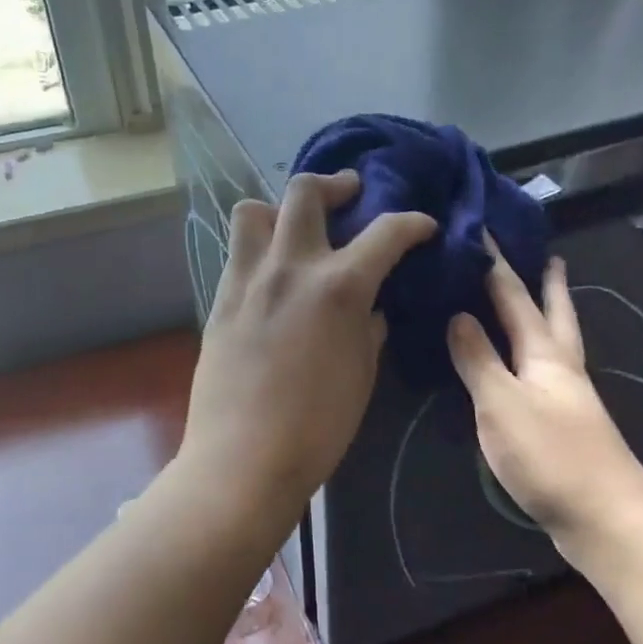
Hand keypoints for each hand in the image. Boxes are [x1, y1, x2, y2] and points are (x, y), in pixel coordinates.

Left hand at [180, 171, 435, 520]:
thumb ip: (370, 328)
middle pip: (305, 192)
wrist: (243, 458)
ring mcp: (247, 279)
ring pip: (253, 210)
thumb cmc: (317, 427)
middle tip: (350, 195)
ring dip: (280, 209)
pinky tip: (273, 275)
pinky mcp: (219, 299)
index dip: (412, 223)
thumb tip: (371, 308)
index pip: (385, 232)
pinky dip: (259, 248)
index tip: (423, 226)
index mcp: (338, 286)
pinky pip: (238, 252)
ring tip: (296, 230)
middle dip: (335, 184)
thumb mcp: (362, 374)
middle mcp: (290, 267)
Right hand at [446, 246, 642, 548]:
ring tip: (542, 300)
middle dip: (549, 284)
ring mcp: (569, 397)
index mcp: (545, 354)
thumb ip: (478, 358)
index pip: (516, 297)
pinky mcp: (567, 424)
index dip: (497, 265)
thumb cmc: (550, 454)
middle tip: (549, 255)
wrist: (606, 517)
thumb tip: (458, 314)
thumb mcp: (501, 402)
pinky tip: (527, 365)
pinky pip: (548, 371)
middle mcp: (563, 367)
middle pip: (555, 314)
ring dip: (550, 316)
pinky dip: (537, 353)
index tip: (484, 230)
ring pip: (558, 342)